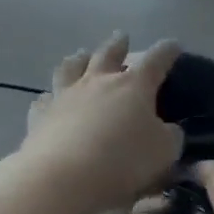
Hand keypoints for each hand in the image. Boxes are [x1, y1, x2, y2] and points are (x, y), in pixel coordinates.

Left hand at [17, 35, 184, 211]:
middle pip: (108, 54)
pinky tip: (48, 98)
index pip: (156, 60)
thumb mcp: (164, 152)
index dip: (167, 51)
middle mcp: (98, 82)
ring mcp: (65, 95)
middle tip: (121, 37)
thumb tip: (168, 129)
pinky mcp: (41, 115)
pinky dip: (49, 96)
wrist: (64, 177)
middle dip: (118, 44)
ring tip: (80, 55)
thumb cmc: (123, 161)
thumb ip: (169, 136)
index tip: (173, 45)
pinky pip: (44, 99)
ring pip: (71, 68)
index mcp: (133, 86)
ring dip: (78, 59)